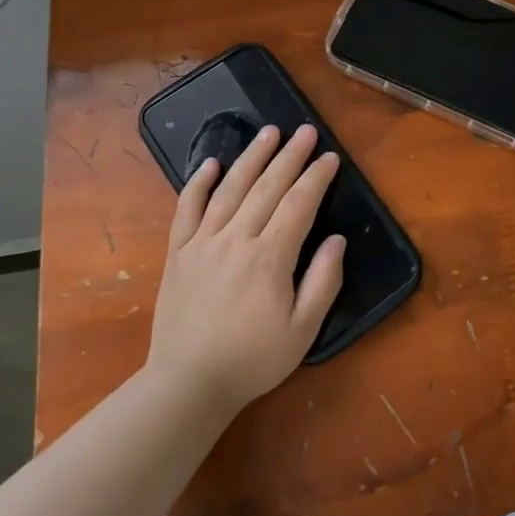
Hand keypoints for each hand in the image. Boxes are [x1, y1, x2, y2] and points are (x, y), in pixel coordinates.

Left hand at [146, 123, 344, 415]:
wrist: (187, 384)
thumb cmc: (253, 360)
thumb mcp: (303, 330)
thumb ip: (323, 282)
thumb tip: (337, 240)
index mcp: (270, 257)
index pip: (299, 204)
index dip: (316, 177)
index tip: (330, 157)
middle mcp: (236, 239)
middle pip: (267, 187)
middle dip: (290, 156)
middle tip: (306, 131)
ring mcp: (202, 243)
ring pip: (229, 188)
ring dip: (251, 157)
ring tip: (268, 132)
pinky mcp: (178, 253)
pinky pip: (186, 209)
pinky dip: (197, 183)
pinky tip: (210, 163)